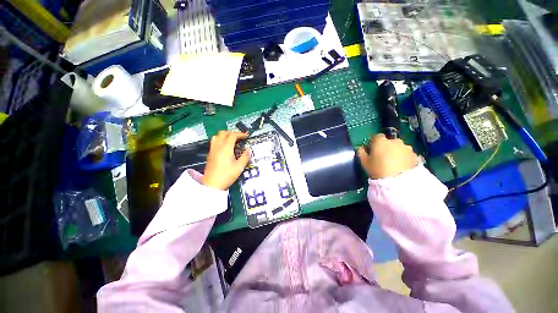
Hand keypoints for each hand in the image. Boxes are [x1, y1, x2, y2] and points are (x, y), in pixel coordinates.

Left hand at [201, 131, 250, 189]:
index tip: (246, 136)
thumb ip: (245, 156)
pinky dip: (221, 140)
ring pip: (217, 136)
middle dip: (232, 133)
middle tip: (239, 137)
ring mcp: (212, 149)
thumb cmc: (227, 175)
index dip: (240, 134)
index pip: (232, 135)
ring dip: (225, 135)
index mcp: (226, 148)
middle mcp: (218, 146)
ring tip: (232, 140)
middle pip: (223, 133)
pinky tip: (226, 147)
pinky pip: (214, 142)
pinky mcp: (210, 154)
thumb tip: (248, 149)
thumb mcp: (239, 167)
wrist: (212, 184)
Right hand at [357, 134, 418, 178]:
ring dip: (396, 152)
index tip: (371, 150)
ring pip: (399, 147)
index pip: (376, 137)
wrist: (398, 182)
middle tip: (382, 157)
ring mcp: (406, 148)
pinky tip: (401, 166)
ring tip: (393, 163)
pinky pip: (406, 154)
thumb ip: (361, 152)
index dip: (373, 142)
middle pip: (389, 141)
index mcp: (381, 141)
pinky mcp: (415, 155)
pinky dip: (404, 158)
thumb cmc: (377, 169)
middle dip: (386, 147)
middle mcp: (395, 141)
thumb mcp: (364, 162)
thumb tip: (359, 148)